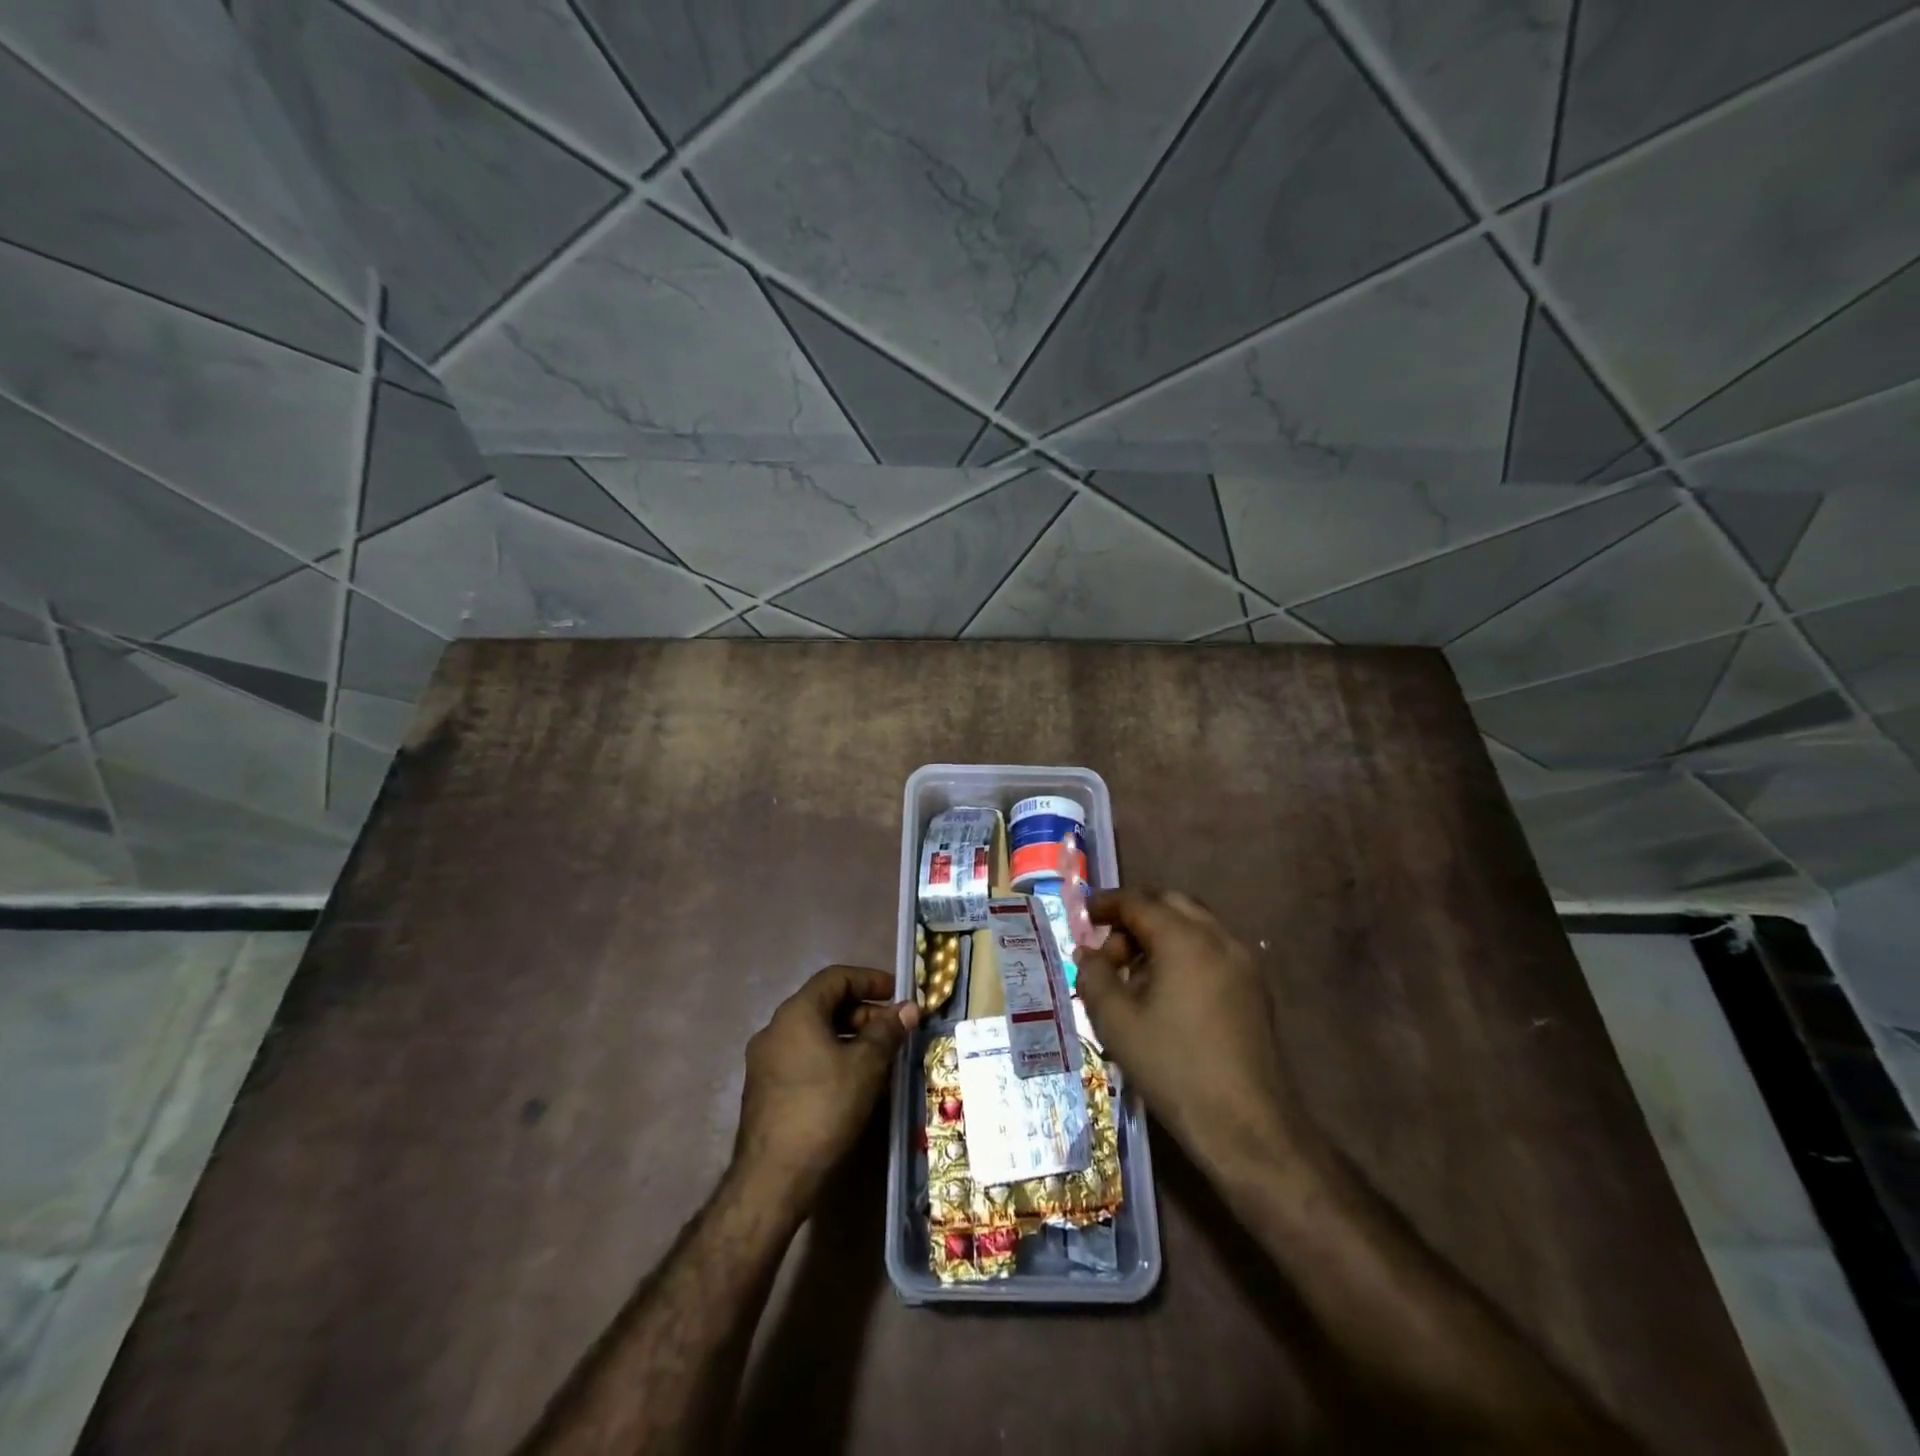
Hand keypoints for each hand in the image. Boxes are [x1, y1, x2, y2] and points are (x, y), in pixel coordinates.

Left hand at [734, 967, 919, 1205]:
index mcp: (796, 1013)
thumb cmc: (823, 1109)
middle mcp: (775, 1028)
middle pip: (824, 1004)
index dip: (870, 980)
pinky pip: (803, 1056)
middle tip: (893, 1030)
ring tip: (879, 1056)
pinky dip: (831, 1056)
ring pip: (814, 1032)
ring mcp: (765, 1060)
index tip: (897, 994)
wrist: (772, 1178)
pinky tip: (852, 1081)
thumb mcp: (866, 1066)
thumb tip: (909, 1008)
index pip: (836, 977)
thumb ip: (888, 1031)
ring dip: (849, 1036)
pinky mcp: (764, 1088)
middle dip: (863, 1012)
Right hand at [1074, 890, 1305, 1164]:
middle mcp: (1218, 938)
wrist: (1247, 1126)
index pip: (1138, 901)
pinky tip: (1166, 992)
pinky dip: (1183, 952)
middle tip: (1108, 948)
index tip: (1083, 916)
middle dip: (1134, 916)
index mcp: (1184, 939)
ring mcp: (1243, 962)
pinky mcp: (1255, 988)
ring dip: (1160, 934)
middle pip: (1170, 903)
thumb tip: (1087, 955)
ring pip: (1194, 925)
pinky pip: (1212, 949)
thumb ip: (1093, 976)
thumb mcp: (1116, 1022)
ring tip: (1133, 975)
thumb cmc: (1173, 1068)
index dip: (1106, 904)